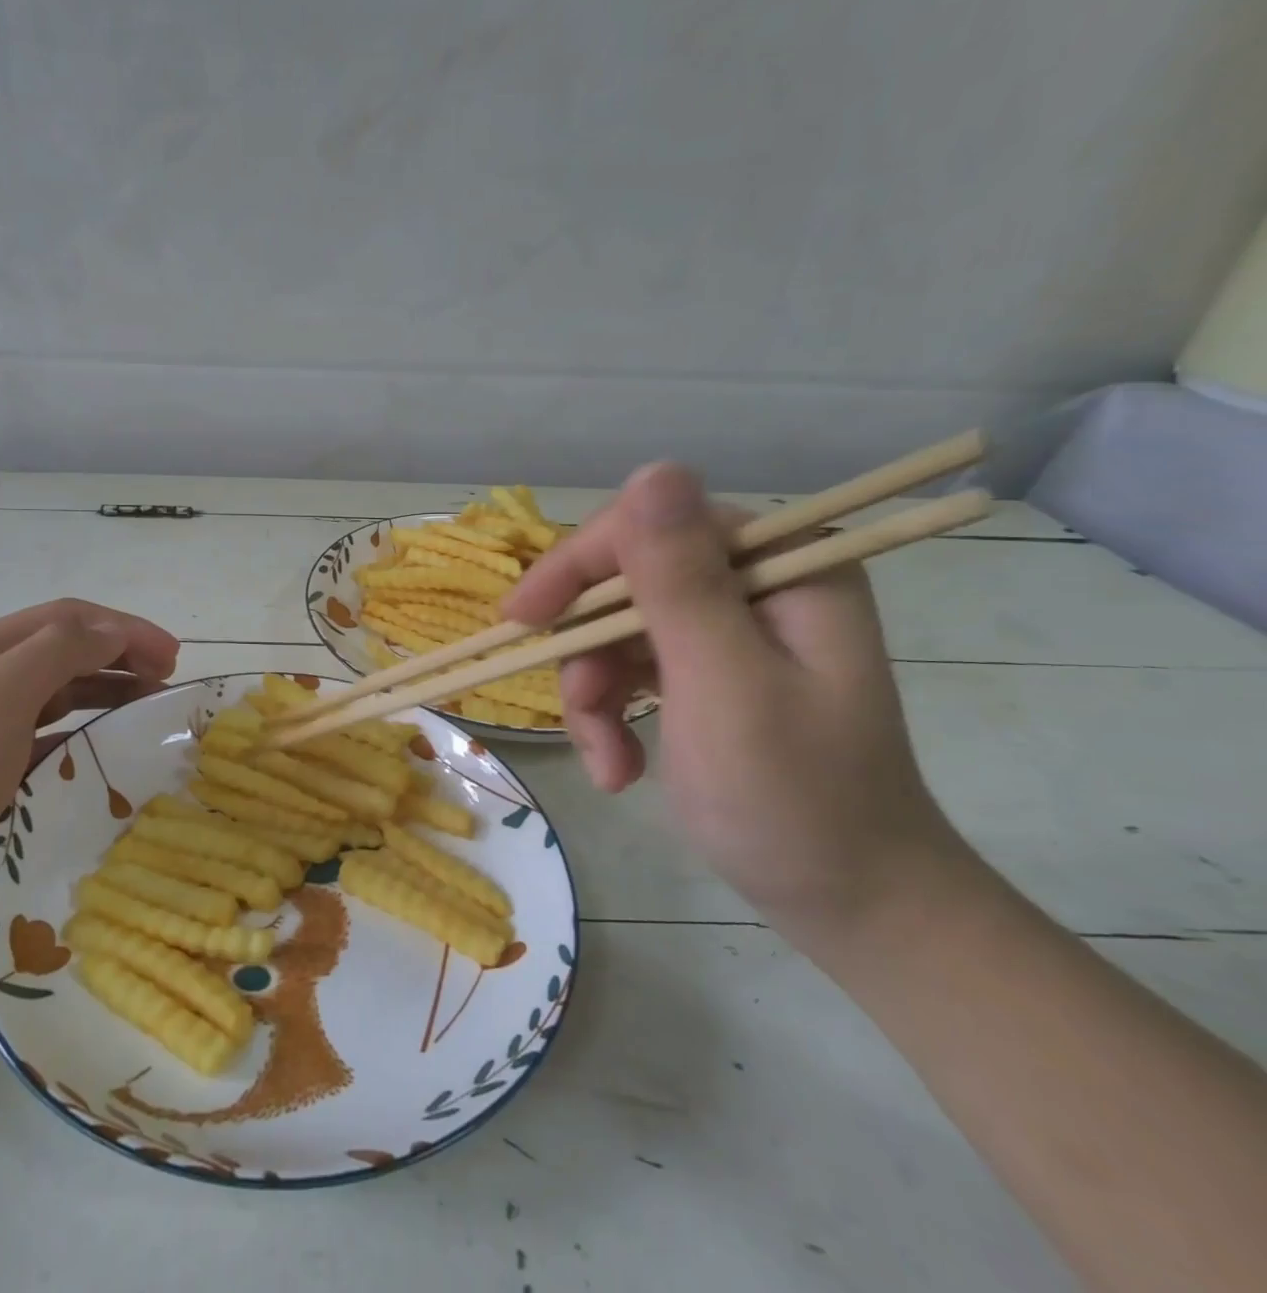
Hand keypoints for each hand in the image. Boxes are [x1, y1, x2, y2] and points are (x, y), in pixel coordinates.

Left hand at [0, 599, 178, 954]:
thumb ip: (58, 652)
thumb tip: (115, 630)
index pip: (72, 619)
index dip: (125, 628)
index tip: (172, 655)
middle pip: (73, 654)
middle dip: (125, 658)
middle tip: (170, 683)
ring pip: (70, 698)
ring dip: (114, 697)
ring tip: (153, 715)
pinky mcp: (2, 777)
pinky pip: (61, 746)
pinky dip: (93, 742)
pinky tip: (115, 759)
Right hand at [504, 463, 967, 937]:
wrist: (853, 906)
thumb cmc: (796, 800)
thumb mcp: (725, 686)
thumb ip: (682, 580)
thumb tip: (653, 469)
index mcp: (780, 565)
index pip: (650, 526)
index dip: (577, 566)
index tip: (521, 622)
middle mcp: (755, 582)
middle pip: (625, 580)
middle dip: (588, 651)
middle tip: (577, 708)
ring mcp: (730, 628)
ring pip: (615, 629)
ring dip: (594, 695)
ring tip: (610, 764)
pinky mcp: (707, 669)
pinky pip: (629, 667)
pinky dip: (611, 716)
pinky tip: (620, 768)